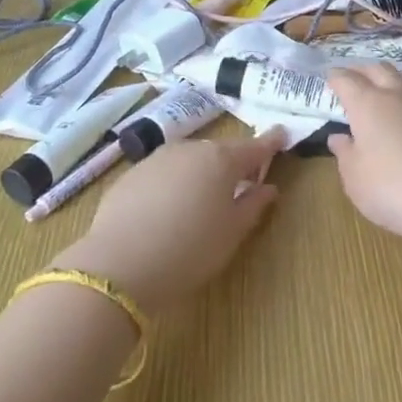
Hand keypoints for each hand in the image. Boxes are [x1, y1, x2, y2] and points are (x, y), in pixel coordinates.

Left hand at [56, 128, 286, 313]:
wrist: (118, 266)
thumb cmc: (189, 250)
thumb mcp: (231, 234)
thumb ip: (253, 205)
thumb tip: (267, 188)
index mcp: (222, 160)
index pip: (255, 147)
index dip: (271, 142)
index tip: (283, 135)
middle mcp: (190, 150)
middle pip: (221, 151)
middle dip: (234, 163)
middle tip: (244, 182)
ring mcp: (157, 159)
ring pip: (190, 160)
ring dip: (202, 172)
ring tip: (204, 198)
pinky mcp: (131, 174)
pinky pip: (164, 173)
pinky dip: (174, 183)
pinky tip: (169, 209)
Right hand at [325, 64, 401, 238]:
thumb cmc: (392, 189)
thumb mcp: (355, 179)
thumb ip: (344, 153)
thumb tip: (339, 137)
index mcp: (367, 104)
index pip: (346, 80)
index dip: (335, 77)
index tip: (330, 78)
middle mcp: (398, 93)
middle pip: (378, 69)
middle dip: (362, 70)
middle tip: (355, 77)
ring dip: (395, 74)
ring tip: (390, 83)